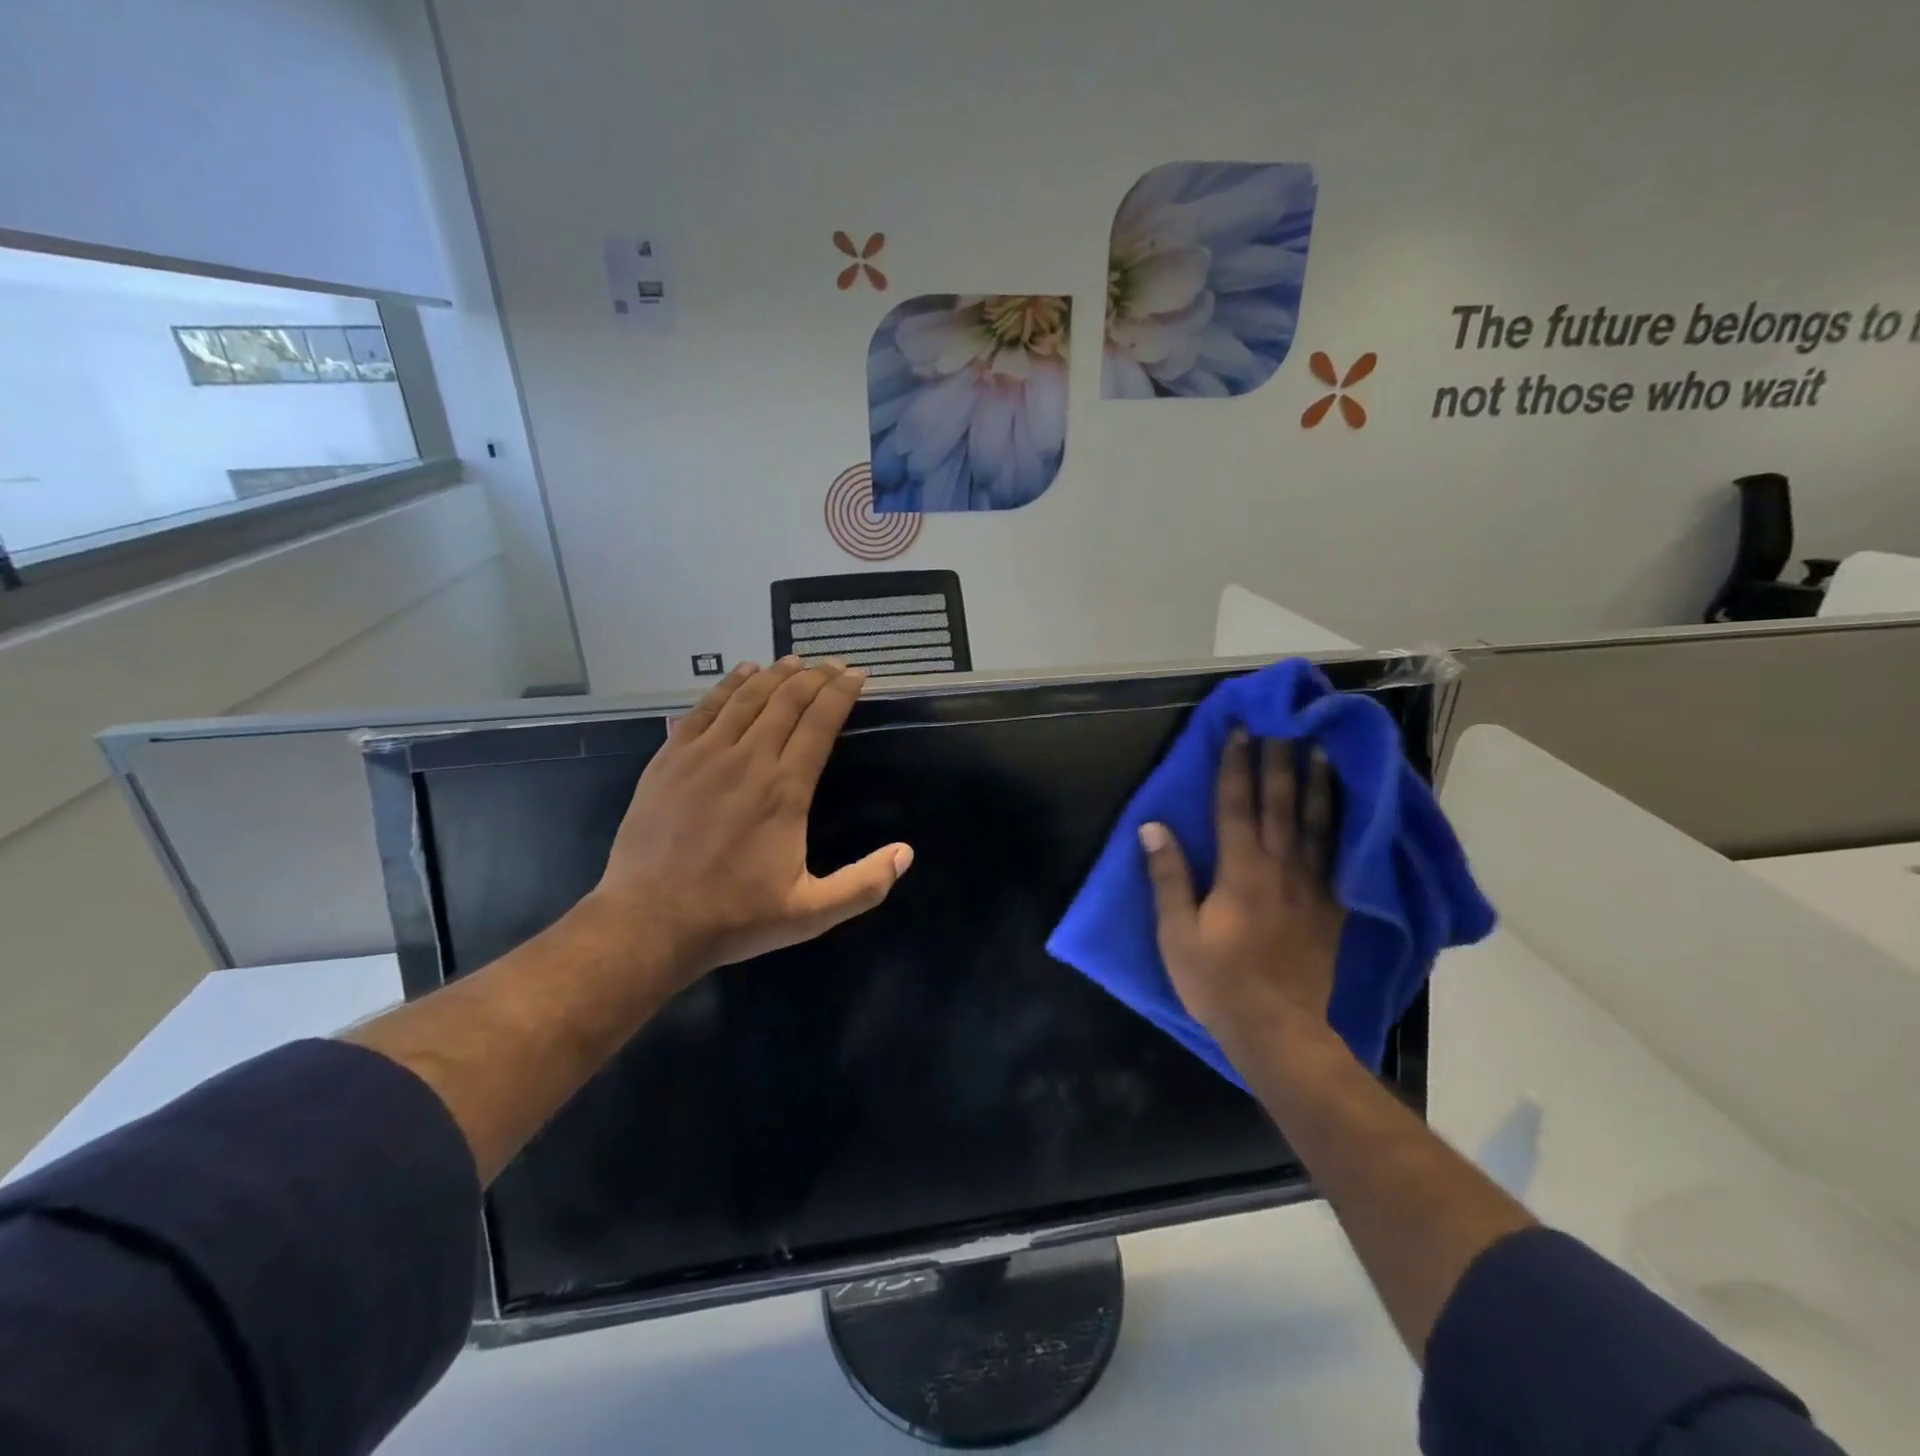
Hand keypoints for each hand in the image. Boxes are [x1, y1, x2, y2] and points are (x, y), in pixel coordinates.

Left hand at [587, 658, 912, 985]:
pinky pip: (704, 709)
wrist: (649, 922)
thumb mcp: (811, 912)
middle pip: (786, 701)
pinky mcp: (670, 760)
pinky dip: (726, 686)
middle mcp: (748, 760)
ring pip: (746, 698)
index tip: (857, 675)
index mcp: (785, 790)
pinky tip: (740, 674)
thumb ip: (864, 884)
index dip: (841, 693)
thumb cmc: (735, 916)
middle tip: (833, 664)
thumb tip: (906, 853)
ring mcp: (704, 755)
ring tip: (794, 661)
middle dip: (815, 677)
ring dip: (774, 675)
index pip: (820, 724)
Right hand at [1140, 730, 1344, 1047]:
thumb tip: (1152, 827)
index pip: (1236, 805)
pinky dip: (1343, 828)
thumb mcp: (1176, 933)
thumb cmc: (1217, 982)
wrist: (1277, 1030)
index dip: (1236, 765)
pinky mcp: (1332, 909)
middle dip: (1279, 762)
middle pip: (1280, 805)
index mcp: (1239, 871)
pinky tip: (1346, 812)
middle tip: (1283, 726)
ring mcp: (1311, 887)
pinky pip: (1340, 859)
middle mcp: (1279, 868)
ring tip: (1321, 751)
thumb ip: (1168, 877)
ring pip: (1317, 824)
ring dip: (1317, 784)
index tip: (1242, 731)